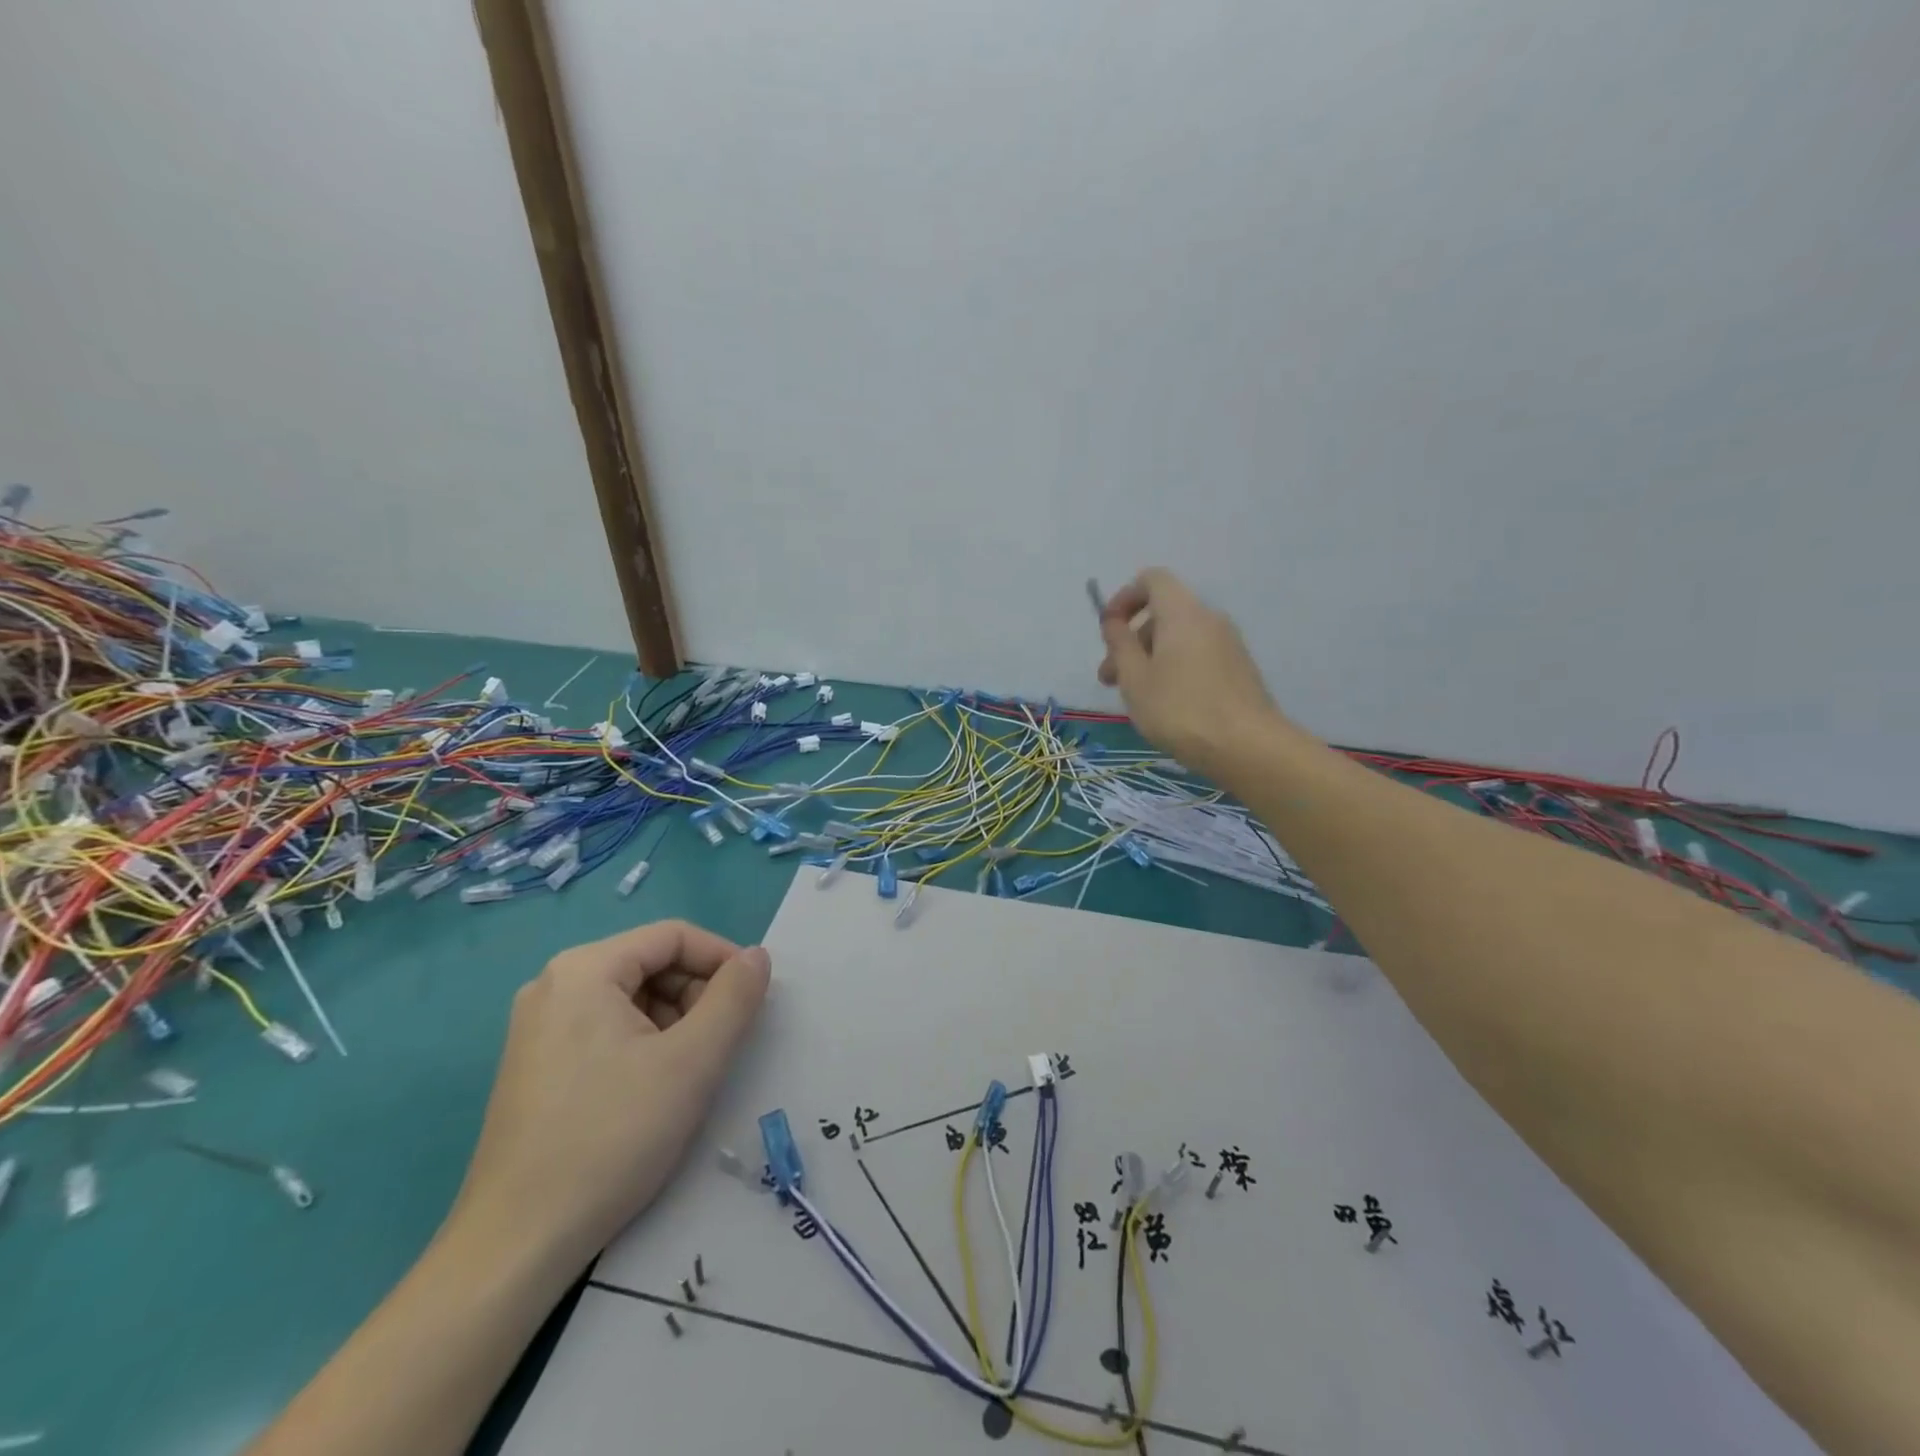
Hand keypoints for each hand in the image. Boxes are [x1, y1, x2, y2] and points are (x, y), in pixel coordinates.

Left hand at [447, 920, 771, 1271]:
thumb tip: (757, 956)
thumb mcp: (693, 1060)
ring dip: (674, 1022)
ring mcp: (538, 1027)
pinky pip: (606, 1029)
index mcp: (584, 969)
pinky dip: (644, 1044)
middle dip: (697, 994)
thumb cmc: (612, 1136)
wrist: (517, 1244)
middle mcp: (553, 985)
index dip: (723, 958)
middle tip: (722, 1043)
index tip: (755, 997)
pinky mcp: (535, 1066)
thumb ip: (735, 997)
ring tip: (690, 1072)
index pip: (673, 936)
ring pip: (631, 999)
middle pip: (650, 964)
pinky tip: (654, 1090)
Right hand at [1097, 568, 1291, 777]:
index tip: (1108, 630)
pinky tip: (1165, 705)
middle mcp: (1209, 619)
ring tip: (1133, 698)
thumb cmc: (1180, 709)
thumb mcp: (1135, 678)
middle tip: (1110, 679)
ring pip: (1178, 638)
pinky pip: (1196, 655)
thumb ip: (1119, 644)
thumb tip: (1114, 621)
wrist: (1248, 747)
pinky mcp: (1238, 669)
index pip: (1152, 579)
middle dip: (1131, 639)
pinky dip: (1173, 668)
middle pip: (1163, 613)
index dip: (1124, 597)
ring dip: (1149, 658)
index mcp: (1182, 613)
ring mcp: (1228, 644)